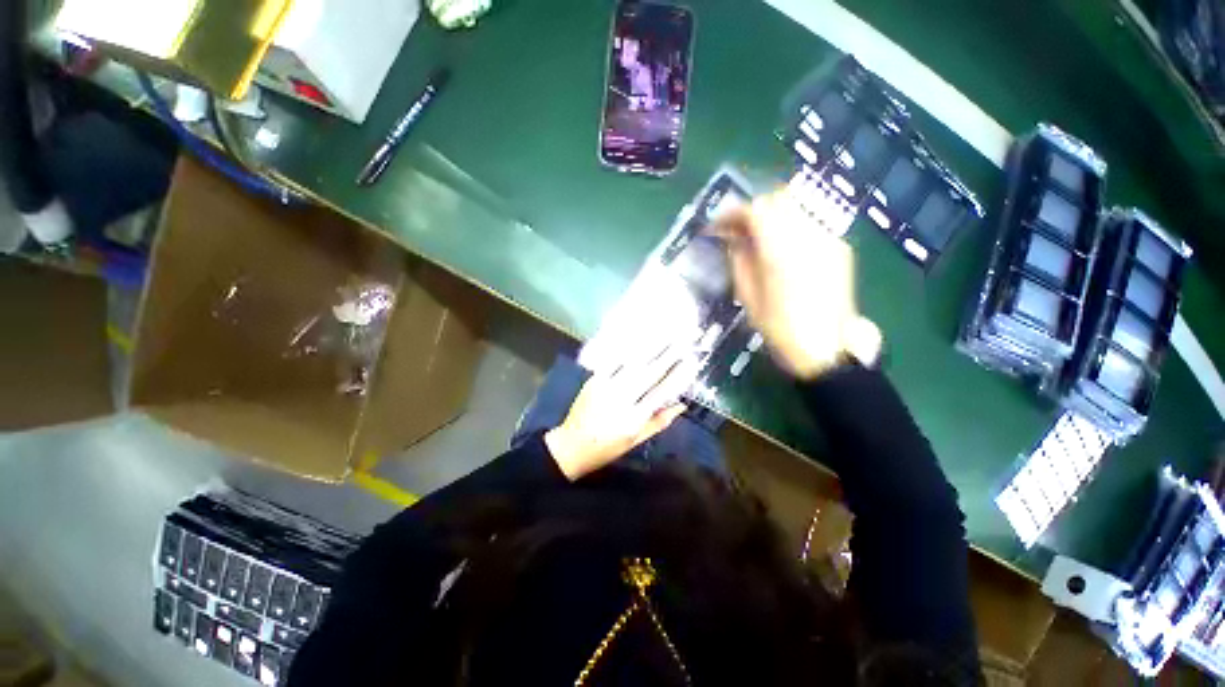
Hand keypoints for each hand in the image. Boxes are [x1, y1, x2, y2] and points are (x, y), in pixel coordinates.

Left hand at [545, 347, 699, 480]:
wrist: (571, 445)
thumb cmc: (607, 447)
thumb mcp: (635, 441)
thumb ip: (658, 422)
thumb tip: (681, 405)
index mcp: (633, 419)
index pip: (661, 393)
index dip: (677, 376)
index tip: (690, 361)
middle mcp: (621, 400)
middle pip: (648, 374)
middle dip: (667, 355)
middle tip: (682, 340)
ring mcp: (605, 387)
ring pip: (632, 363)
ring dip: (650, 347)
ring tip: (665, 333)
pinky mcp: (593, 380)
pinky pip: (613, 361)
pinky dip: (627, 349)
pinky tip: (638, 338)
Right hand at [713, 192, 880, 378]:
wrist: (827, 347)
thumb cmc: (780, 328)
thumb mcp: (748, 297)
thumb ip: (739, 260)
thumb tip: (732, 237)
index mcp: (782, 251)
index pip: (756, 210)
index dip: (732, 213)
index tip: (717, 225)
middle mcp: (809, 236)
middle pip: (778, 199)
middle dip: (752, 209)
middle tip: (735, 228)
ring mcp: (829, 238)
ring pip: (796, 207)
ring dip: (771, 215)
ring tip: (755, 236)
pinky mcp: (839, 247)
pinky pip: (809, 222)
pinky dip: (789, 225)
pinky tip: (780, 247)